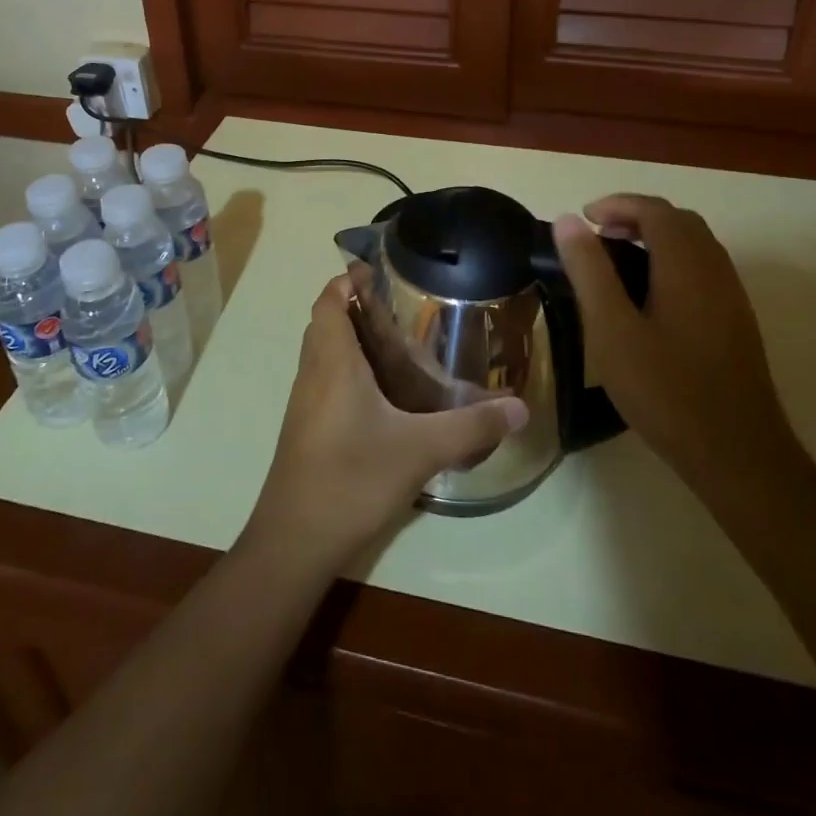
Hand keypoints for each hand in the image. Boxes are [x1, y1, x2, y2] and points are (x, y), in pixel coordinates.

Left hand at [243, 277, 528, 575]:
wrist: (295, 542)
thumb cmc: (352, 479)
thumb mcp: (420, 450)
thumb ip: (471, 426)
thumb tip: (520, 407)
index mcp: (332, 362)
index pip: (328, 301)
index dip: (348, 280)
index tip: (382, 274)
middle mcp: (312, 374)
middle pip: (326, 323)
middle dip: (357, 308)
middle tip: (403, 310)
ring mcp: (305, 404)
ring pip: (324, 354)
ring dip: (352, 341)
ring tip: (400, 346)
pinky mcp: (307, 429)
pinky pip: (325, 381)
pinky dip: (349, 372)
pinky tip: (385, 397)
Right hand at [553, 197, 800, 491]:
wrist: (737, 453)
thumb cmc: (666, 390)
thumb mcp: (612, 329)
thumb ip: (589, 270)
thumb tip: (568, 220)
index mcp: (686, 265)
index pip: (654, 210)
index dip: (617, 204)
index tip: (582, 218)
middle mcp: (716, 270)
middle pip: (679, 221)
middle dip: (636, 216)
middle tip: (598, 236)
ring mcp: (732, 297)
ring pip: (696, 245)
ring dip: (657, 237)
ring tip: (618, 260)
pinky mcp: (737, 322)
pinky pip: (704, 269)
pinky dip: (673, 261)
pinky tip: (650, 297)